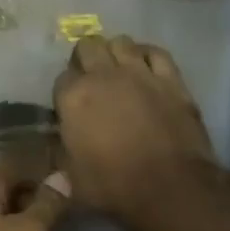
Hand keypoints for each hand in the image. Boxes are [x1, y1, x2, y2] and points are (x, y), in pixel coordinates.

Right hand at [52, 34, 217, 225]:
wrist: (170, 188)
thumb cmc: (113, 188)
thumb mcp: (72, 180)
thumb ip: (62, 158)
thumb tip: (58, 153)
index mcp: (73, 98)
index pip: (60, 80)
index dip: (64, 94)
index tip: (70, 109)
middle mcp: (103, 76)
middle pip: (87, 46)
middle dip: (85, 60)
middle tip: (90, 82)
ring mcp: (140, 73)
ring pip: (120, 42)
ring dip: (114, 53)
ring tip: (117, 72)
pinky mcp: (171, 79)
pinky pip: (156, 52)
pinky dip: (146, 56)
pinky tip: (145, 68)